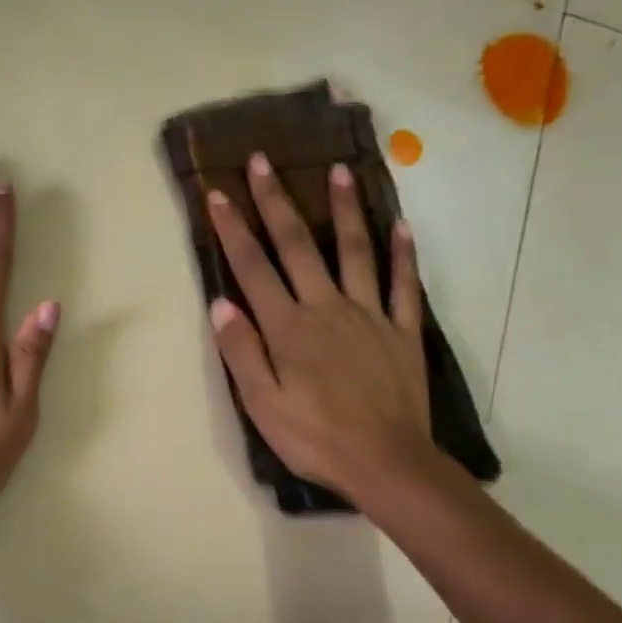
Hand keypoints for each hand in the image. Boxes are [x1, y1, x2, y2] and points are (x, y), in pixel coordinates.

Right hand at [206, 154, 431, 502]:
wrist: (385, 462)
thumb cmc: (314, 438)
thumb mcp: (261, 404)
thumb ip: (241, 351)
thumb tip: (220, 303)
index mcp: (289, 327)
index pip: (254, 269)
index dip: (233, 230)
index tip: (217, 194)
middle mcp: (327, 308)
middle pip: (298, 246)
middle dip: (276, 202)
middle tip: (263, 160)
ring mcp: (370, 315)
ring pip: (355, 251)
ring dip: (344, 210)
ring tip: (339, 170)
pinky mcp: (402, 331)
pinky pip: (403, 284)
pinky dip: (403, 253)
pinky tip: (400, 225)